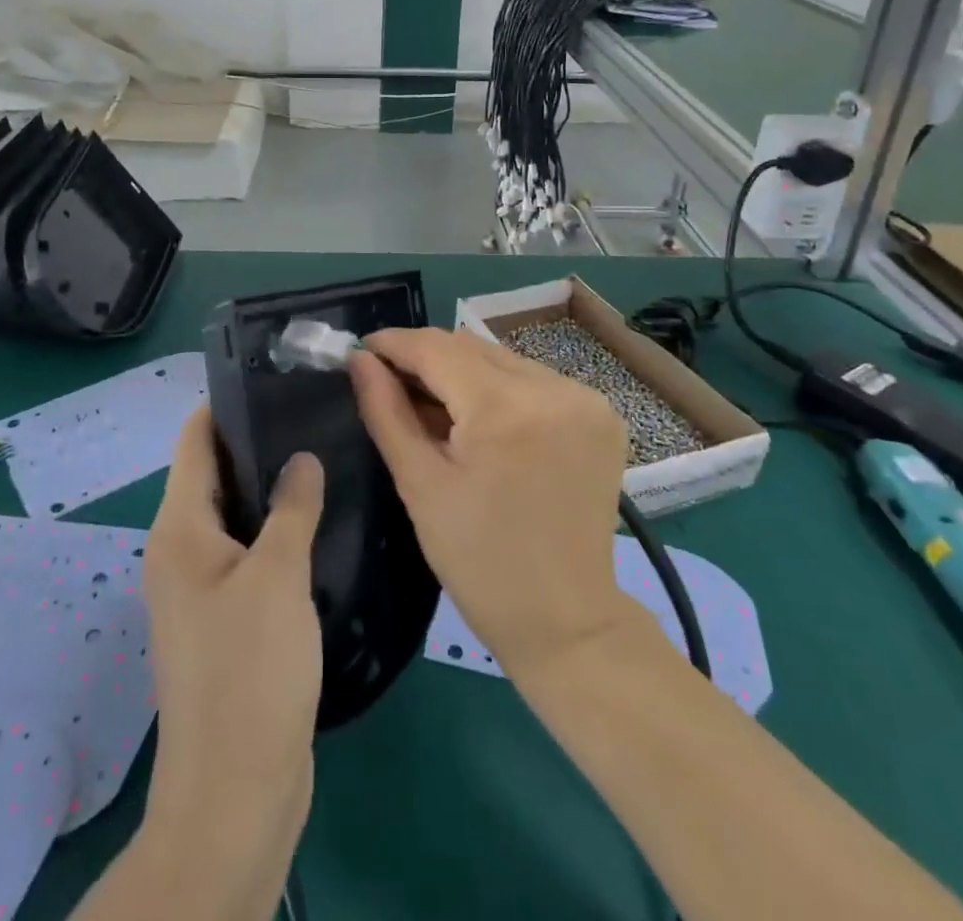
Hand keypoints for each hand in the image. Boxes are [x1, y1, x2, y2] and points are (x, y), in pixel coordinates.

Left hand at [138, 408, 323, 906]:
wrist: (236, 789)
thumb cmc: (250, 670)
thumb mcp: (277, 576)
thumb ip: (291, 506)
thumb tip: (301, 456)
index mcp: (180, 531)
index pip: (194, 443)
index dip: (224, 405)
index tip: (272, 377)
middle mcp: (182, 552)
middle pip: (215, 475)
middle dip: (257, 442)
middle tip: (313, 414)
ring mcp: (203, 589)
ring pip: (236, 515)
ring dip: (271, 489)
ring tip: (324, 455)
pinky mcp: (227, 619)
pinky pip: (249, 553)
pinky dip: (276, 531)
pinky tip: (320, 520)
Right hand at [350, 328, 631, 681]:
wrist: (567, 620)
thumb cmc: (480, 562)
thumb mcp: (420, 485)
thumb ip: (387, 412)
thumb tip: (360, 360)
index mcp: (505, 409)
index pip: (437, 348)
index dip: (394, 343)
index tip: (362, 350)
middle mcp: (552, 388)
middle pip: (471, 347)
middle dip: (426, 358)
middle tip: (391, 382)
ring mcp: (584, 398)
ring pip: (502, 359)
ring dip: (463, 371)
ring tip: (434, 406)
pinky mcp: (602, 412)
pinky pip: (534, 379)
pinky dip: (499, 388)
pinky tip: (482, 420)